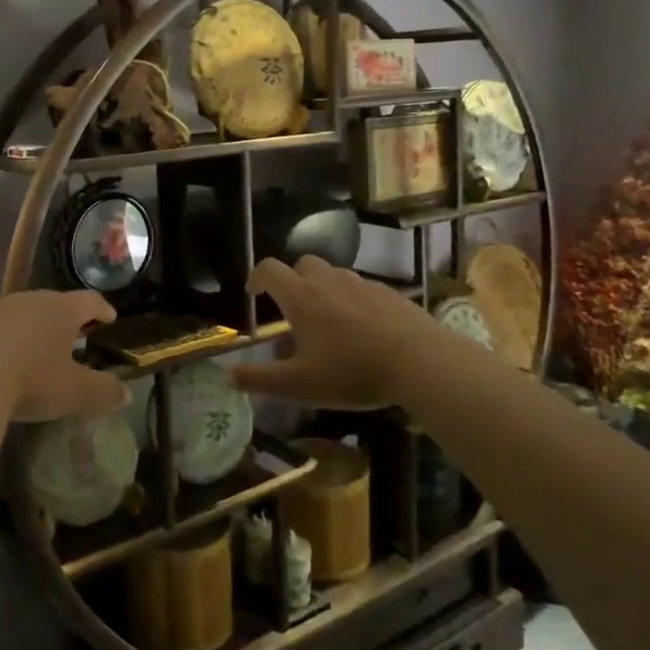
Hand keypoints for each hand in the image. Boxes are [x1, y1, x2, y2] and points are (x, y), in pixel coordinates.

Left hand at [0, 290, 128, 457]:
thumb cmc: (30, 380)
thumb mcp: (73, 392)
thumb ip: (103, 391)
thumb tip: (125, 392)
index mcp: (61, 309)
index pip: (90, 301)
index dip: (102, 309)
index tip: (110, 318)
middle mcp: (30, 300)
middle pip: (55, 303)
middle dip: (66, 318)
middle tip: (75, 334)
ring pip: (23, 313)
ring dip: (33, 328)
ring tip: (38, 348)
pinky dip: (5, 340)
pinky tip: (2, 361)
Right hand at [234, 256, 497, 408]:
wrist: (421, 362)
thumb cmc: (352, 372)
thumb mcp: (299, 385)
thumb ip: (260, 379)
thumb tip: (228, 375)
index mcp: (301, 297)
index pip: (269, 270)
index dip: (257, 278)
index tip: (253, 293)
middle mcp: (329, 281)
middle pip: (303, 264)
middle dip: (292, 280)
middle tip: (293, 310)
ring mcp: (362, 284)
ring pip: (334, 276)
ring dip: (324, 291)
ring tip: (329, 325)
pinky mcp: (390, 294)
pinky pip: (362, 290)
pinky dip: (353, 302)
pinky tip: (364, 331)